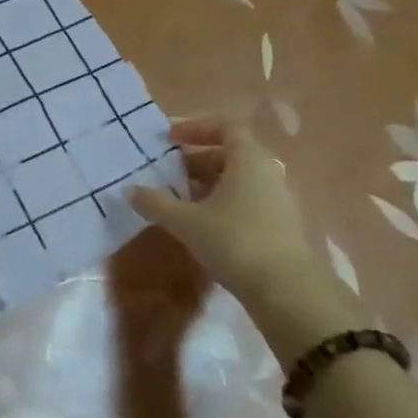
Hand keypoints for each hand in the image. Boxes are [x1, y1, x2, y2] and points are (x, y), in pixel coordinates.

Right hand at [128, 117, 357, 365]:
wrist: (287, 292)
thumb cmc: (235, 241)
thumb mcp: (186, 222)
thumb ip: (156, 203)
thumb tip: (130, 190)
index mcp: (248, 160)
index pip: (226, 126)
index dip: (197, 126)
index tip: (169, 138)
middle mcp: (267, 173)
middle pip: (231, 153)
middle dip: (196, 159)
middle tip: (167, 172)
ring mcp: (277, 200)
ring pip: (238, 179)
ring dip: (208, 184)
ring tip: (178, 199)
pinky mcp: (279, 226)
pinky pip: (246, 200)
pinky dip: (221, 203)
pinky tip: (201, 224)